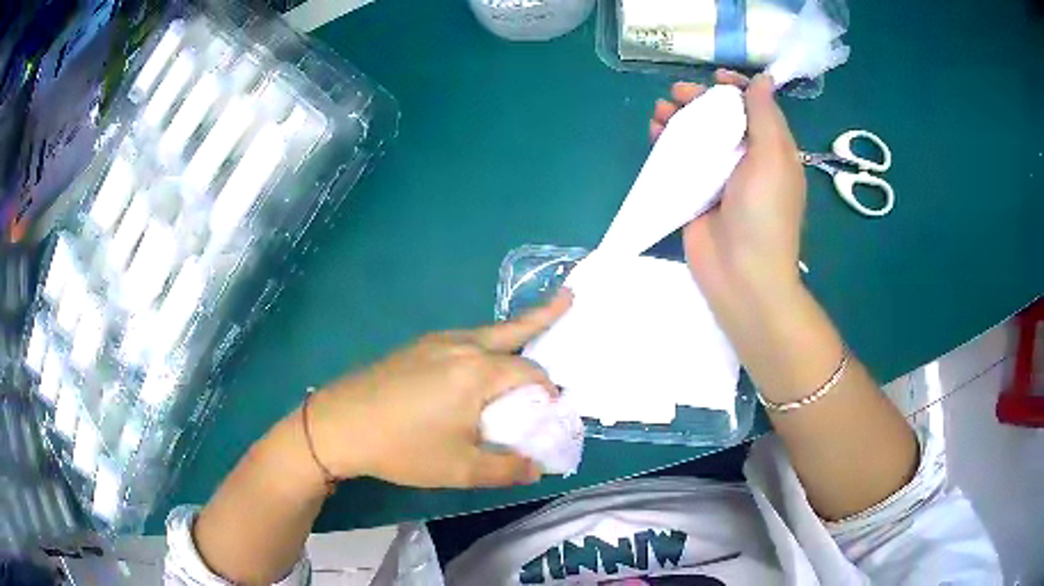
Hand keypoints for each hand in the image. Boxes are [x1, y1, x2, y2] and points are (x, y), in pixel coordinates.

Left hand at [306, 292, 571, 488]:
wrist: (341, 424)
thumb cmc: (403, 447)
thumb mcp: (459, 468)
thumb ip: (504, 468)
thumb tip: (536, 468)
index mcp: (478, 373)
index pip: (530, 374)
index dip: (548, 392)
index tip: (551, 411)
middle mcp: (461, 346)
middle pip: (513, 329)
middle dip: (545, 315)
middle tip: (570, 298)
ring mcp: (435, 341)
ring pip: (486, 332)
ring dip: (512, 333)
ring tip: (529, 333)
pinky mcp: (417, 346)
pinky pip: (463, 339)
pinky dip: (484, 344)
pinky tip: (477, 363)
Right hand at [651, 70, 805, 297]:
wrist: (742, 274)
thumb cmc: (764, 212)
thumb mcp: (773, 157)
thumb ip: (766, 115)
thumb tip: (764, 79)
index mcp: (772, 150)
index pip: (755, 108)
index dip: (737, 87)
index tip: (716, 76)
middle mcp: (748, 160)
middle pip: (722, 119)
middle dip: (700, 101)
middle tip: (678, 93)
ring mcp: (720, 178)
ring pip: (699, 137)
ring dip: (680, 119)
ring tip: (660, 111)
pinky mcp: (696, 193)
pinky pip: (681, 160)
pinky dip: (668, 143)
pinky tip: (654, 133)